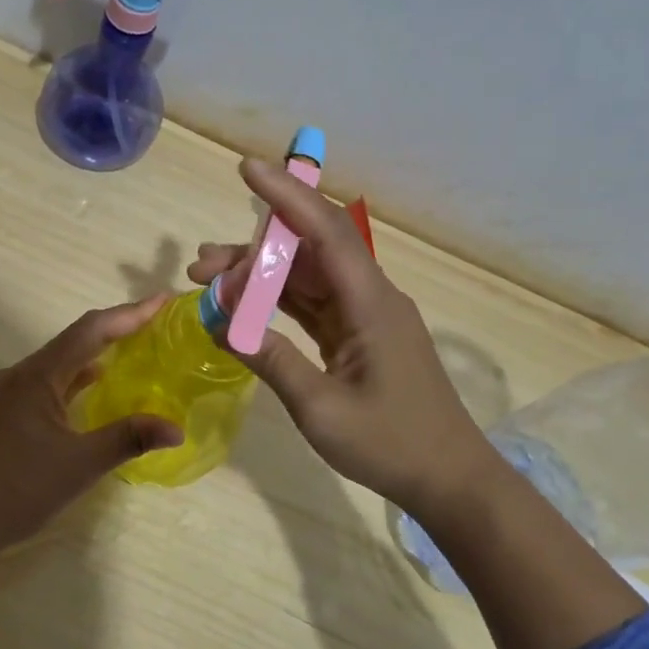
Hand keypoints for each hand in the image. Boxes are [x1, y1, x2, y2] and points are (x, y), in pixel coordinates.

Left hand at [0, 299, 182, 612]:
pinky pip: (48, 380)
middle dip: (116, 327)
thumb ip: (129, 439)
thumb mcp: (81, 464)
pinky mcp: (5, 410)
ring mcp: (9, 392)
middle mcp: (21, 373)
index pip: (90, 331)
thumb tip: (176, 428)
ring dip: (95, 351)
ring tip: (132, 347)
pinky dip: (75, 377)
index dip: (129, 314)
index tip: (162, 301)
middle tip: (154, 322)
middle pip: (75, 339)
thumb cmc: (20, 488)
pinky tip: (92, 385)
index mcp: (38, 376)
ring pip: (60, 360)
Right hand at [189, 159, 505, 510]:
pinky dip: (276, 302)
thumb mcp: (321, 409)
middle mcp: (369, 297)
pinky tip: (243, 310)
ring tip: (208, 285)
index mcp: (370, 303)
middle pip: (307, 252)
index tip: (248, 169)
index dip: (287, 196)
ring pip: (305, 277)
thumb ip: (272, 360)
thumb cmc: (391, 445)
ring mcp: (365, 316)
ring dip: (259, 277)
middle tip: (199, 267)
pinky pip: (312, 304)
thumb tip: (222, 323)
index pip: (325, 231)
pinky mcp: (358, 336)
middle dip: (251, 251)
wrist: (449, 479)